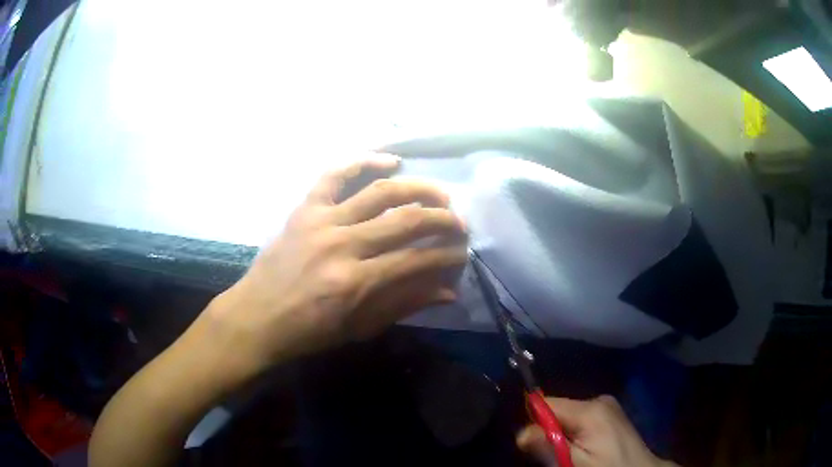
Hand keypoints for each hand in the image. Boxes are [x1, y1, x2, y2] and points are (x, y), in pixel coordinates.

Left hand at [195, 154, 466, 378]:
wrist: (258, 317)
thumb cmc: (309, 331)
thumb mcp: (360, 328)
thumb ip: (405, 304)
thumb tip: (449, 290)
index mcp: (357, 283)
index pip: (418, 259)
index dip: (448, 255)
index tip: (463, 253)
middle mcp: (343, 245)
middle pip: (406, 220)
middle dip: (443, 219)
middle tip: (459, 223)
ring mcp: (322, 221)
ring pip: (380, 192)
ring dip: (418, 189)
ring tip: (440, 194)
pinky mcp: (305, 209)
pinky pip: (335, 175)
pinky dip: (363, 162)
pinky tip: (390, 161)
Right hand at [517, 396, 676, 466]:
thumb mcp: (577, 463)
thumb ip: (550, 447)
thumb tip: (520, 433)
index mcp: (590, 408)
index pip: (546, 403)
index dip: (535, 424)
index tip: (535, 446)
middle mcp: (598, 400)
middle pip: (557, 410)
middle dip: (550, 432)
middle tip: (559, 456)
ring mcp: (606, 406)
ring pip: (568, 416)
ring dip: (562, 435)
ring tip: (574, 455)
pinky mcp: (609, 414)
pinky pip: (580, 419)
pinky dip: (575, 434)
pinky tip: (586, 449)